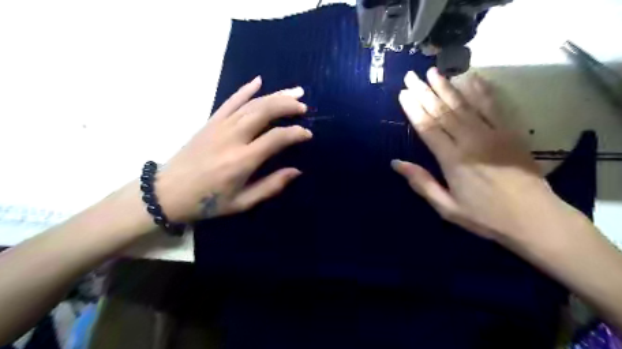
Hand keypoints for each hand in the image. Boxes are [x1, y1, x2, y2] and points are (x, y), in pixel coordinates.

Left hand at [155, 78, 310, 222]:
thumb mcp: (242, 202)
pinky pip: (230, 101)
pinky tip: (259, 81)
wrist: (168, 192)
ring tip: (294, 92)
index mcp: (243, 160)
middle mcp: (233, 137)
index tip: (308, 134)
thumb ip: (271, 186)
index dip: (295, 133)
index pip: (276, 138)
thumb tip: (296, 171)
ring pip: (252, 103)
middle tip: (304, 106)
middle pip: (265, 111)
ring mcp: (220, 126)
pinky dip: (245, 89)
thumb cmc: (208, 201)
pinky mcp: (211, 122)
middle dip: (288, 105)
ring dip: (275, 95)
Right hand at [393, 69, 564, 241]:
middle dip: (425, 92)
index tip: (403, 94)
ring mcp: (491, 133)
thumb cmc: (485, 216)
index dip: (413, 109)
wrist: (534, 218)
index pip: (427, 128)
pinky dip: (481, 90)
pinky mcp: (509, 132)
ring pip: (464, 105)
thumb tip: (395, 163)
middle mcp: (469, 141)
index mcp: (452, 160)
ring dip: (447, 87)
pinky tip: (471, 78)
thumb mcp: (446, 207)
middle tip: (412, 76)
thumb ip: (421, 183)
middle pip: (442, 112)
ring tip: (433, 72)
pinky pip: (493, 106)